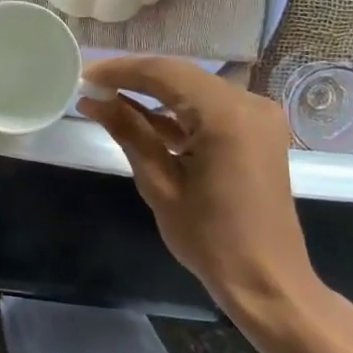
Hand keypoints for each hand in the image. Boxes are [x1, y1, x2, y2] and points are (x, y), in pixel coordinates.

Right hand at [77, 56, 320, 321]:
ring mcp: (257, 115)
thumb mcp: (160, 184)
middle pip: (179, 75)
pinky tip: (139, 114)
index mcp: (226, 115)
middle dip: (134, 77)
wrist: (268, 281)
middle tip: (92, 84)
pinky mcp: (256, 130)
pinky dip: (176, 110)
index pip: (163, 74)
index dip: (120, 70)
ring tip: (108, 97)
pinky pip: (209, 107)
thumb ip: (128, 132)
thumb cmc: (211, 239)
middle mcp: (248, 103)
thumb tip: (92, 99)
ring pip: (193, 88)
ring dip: (152, 92)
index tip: (84, 76)